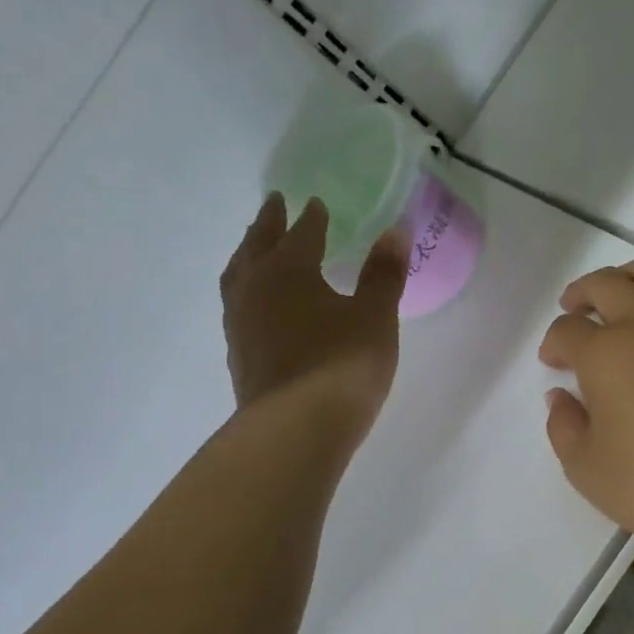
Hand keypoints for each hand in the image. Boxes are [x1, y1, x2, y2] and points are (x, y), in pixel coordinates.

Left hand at [221, 195, 407, 442]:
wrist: (295, 429)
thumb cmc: (342, 363)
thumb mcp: (375, 316)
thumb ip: (383, 274)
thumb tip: (395, 230)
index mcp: (288, 270)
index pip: (301, 234)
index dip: (311, 218)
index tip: (315, 204)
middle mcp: (255, 289)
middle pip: (258, 246)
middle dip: (268, 224)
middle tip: (274, 205)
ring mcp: (240, 325)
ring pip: (239, 277)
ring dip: (250, 256)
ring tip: (257, 250)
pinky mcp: (239, 356)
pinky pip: (239, 308)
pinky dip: (249, 292)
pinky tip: (261, 306)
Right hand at [538, 255, 633, 566]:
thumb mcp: (585, 468)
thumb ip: (563, 425)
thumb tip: (560, 396)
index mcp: (604, 354)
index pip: (566, 331)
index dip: (554, 343)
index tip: (555, 363)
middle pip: (605, 285)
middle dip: (581, 293)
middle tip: (575, 310)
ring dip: (630, 276)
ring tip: (625, 295)